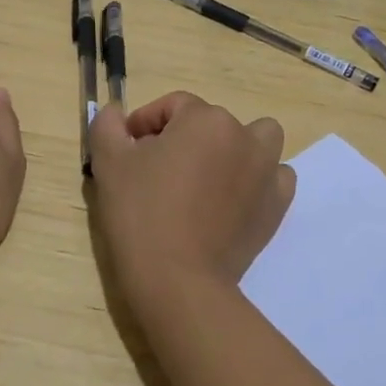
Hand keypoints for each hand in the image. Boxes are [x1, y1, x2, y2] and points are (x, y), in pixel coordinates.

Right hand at [89, 92, 296, 306]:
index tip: (128, 149)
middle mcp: (243, 136)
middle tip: (157, 168)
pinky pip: (275, 176)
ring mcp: (266, 171)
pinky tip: (233, 198)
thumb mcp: (109, 162)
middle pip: (210, 122)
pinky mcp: (277, 205)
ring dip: (235, 147)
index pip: (172, 106)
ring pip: (257, 138)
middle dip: (184, 137)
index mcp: (205, 119)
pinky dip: (257, 179)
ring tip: (208, 174)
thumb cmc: (141, 213)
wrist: (178, 280)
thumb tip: (116, 113)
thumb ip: (108, 125)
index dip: (145, 123)